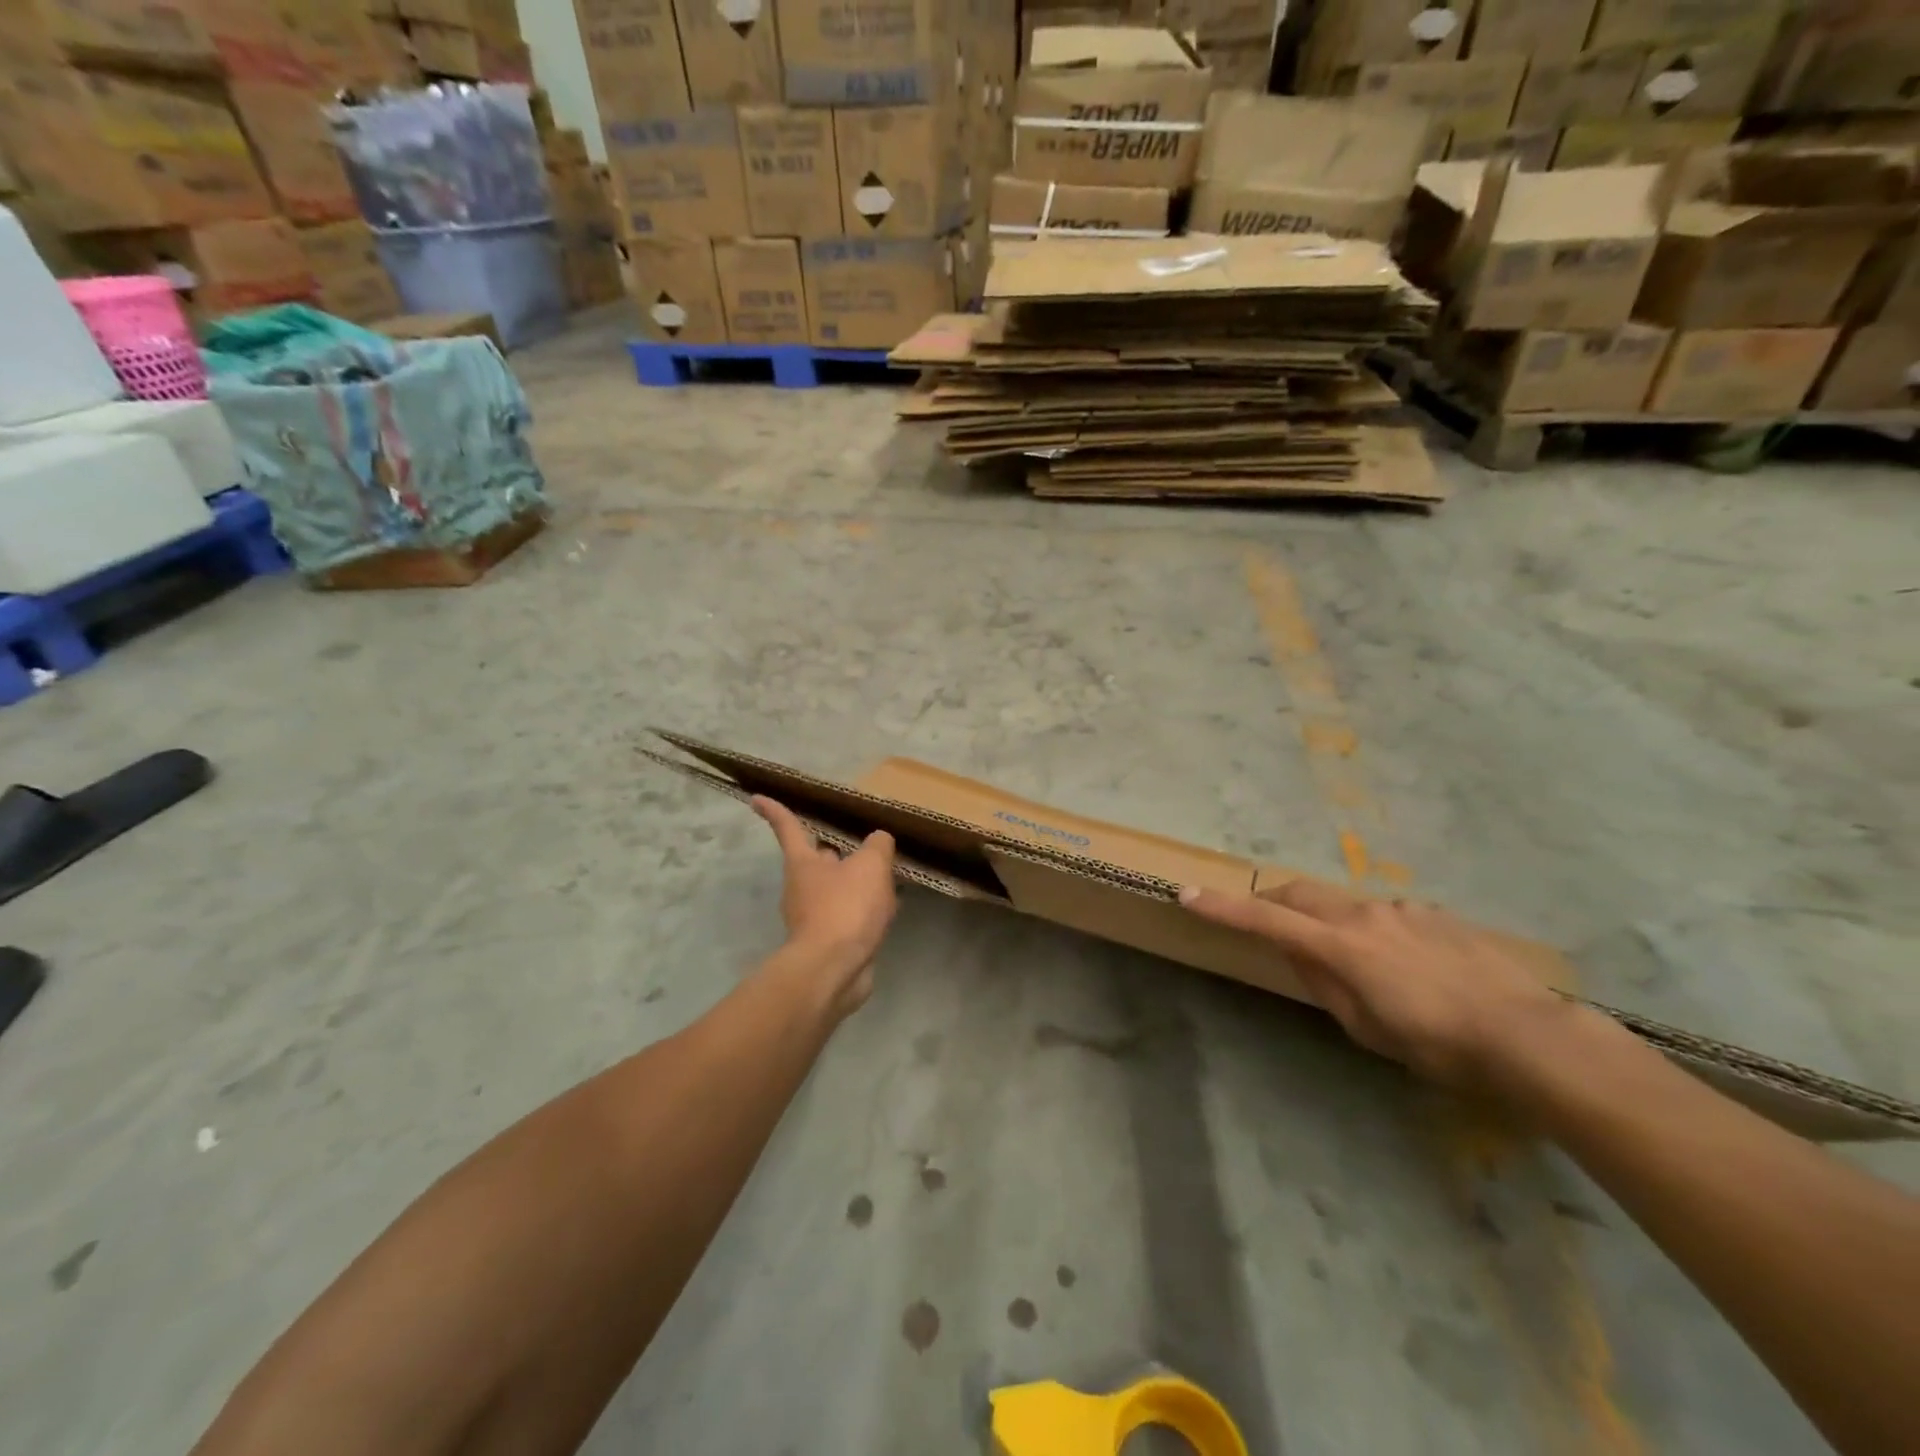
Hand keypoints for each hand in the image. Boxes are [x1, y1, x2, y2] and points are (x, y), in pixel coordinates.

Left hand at [753, 797, 897, 1015]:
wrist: (833, 970)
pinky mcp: (827, 941)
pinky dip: (864, 909)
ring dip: (856, 882)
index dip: (775, 811)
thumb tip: (878, 840)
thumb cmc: (846, 908)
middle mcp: (801, 886)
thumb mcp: (871, 866)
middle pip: (817, 860)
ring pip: (835, 889)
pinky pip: (847, 915)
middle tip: (860, 842)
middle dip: (836, 851)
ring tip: (886, 876)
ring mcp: (811, 916)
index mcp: (803, 862)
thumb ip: (877, 846)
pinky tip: (887, 910)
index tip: (756, 799)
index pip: (789, 827)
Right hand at [1179, 878, 1571, 1087]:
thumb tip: (1302, 957)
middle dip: (1273, 899)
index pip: (1266, 918)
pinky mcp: (1434, 913)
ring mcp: (1402, 909)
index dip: (1223, 907)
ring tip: (1352, 960)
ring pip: (1345, 901)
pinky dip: (1374, 928)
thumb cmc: (1438, 1045)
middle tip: (1267, 922)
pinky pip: (1387, 913)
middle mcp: (1364, 914)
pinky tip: (1405, 964)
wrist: (1529, 1035)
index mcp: (1340, 946)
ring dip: (1328, 919)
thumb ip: (1326, 985)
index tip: (1186, 894)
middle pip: (1300, 891)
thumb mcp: (1367, 1029)